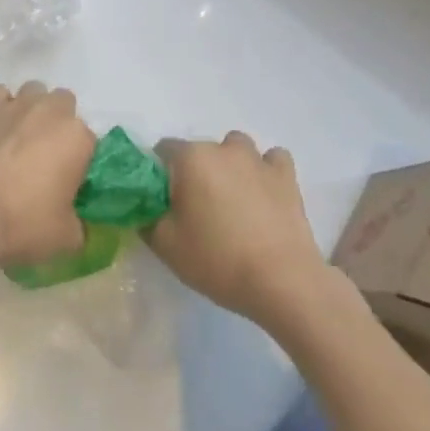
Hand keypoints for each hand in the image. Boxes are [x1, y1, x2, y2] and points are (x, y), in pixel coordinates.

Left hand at [0, 82, 95, 269]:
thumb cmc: (23, 222)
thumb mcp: (65, 238)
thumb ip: (80, 225)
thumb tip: (77, 223)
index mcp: (78, 138)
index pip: (90, 143)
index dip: (79, 162)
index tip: (67, 183)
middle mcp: (52, 111)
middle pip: (65, 105)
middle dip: (59, 124)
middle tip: (46, 157)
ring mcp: (18, 103)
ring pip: (35, 92)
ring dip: (33, 109)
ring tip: (20, 139)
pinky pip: (2, 95)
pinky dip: (2, 107)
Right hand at [147, 133, 332, 331]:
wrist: (283, 282)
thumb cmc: (218, 261)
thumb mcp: (166, 246)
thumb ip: (145, 218)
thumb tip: (143, 205)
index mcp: (191, 158)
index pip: (162, 150)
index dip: (159, 174)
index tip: (163, 202)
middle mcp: (223, 148)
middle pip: (199, 151)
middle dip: (193, 173)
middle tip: (197, 210)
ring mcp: (258, 159)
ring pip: (235, 149)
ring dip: (230, 166)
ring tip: (232, 200)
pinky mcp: (286, 175)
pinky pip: (271, 160)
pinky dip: (266, 171)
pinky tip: (264, 193)